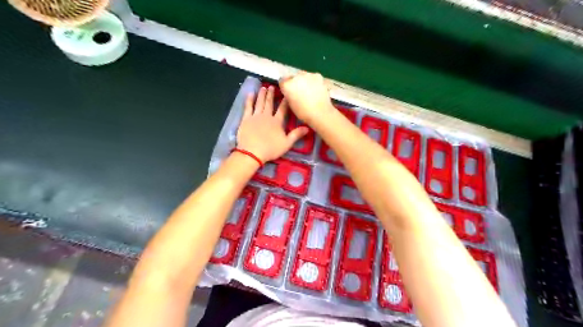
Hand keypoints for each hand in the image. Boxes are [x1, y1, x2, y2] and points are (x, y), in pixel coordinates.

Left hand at [236, 86, 309, 162]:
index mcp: (277, 122)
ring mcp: (255, 116)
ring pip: (259, 103)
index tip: (286, 94)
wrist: (252, 152)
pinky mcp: (246, 119)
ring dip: (262, 95)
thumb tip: (308, 128)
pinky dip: (249, 100)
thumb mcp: (287, 144)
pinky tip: (250, 94)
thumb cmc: (270, 149)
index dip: (285, 101)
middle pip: (269, 103)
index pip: (282, 109)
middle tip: (272, 86)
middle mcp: (267, 116)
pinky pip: (248, 107)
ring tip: (263, 88)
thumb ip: (296, 134)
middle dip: (271, 94)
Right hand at [280, 71, 333, 123]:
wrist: (320, 113)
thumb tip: (290, 91)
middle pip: (293, 77)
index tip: (289, 92)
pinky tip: (316, 89)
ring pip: (303, 75)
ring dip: (304, 81)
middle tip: (300, 92)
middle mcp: (296, 77)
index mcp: (287, 85)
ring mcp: (307, 74)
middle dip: (295, 83)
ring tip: (309, 90)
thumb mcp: (290, 105)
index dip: (285, 87)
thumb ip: (288, 95)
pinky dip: (313, 81)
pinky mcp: (318, 75)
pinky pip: (312, 77)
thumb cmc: (303, 112)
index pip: (282, 81)